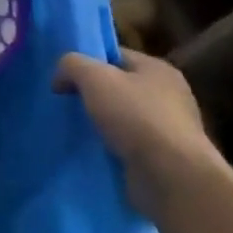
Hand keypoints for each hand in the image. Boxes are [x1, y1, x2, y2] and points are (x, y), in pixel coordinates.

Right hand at [54, 49, 221, 214]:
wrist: (171, 177)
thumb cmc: (135, 117)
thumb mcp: (93, 77)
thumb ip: (72, 64)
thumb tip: (61, 77)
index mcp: (158, 69)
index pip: (115, 56)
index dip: (87, 62)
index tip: (64, 78)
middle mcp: (169, 95)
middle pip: (119, 86)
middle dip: (92, 94)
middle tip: (65, 103)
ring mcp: (170, 128)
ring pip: (122, 117)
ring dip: (101, 123)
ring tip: (74, 129)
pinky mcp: (165, 158)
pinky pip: (129, 144)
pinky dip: (111, 146)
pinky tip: (93, 150)